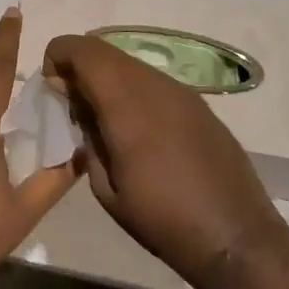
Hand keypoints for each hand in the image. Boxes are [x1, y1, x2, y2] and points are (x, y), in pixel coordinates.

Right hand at [43, 33, 282, 288]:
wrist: (236, 237)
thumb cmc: (162, 220)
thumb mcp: (106, 188)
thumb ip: (88, 138)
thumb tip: (80, 110)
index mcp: (125, 104)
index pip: (82, 50)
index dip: (58, 56)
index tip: (52, 87)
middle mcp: (154, 85)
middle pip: (105, 51)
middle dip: (80, 66)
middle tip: (71, 102)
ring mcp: (182, 92)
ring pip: (131, 64)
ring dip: (108, 78)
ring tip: (103, 117)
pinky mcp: (200, 104)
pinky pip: (154, 81)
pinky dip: (133, 89)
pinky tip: (137, 127)